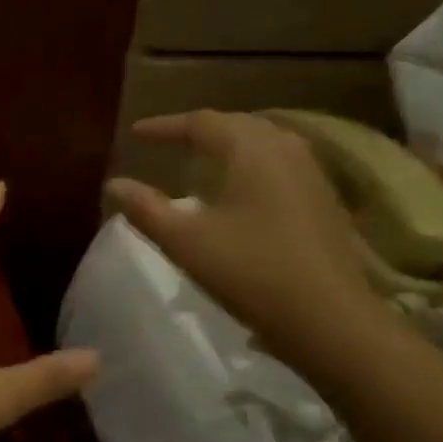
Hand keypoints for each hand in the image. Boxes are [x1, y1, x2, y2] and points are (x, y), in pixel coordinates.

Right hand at [105, 110, 389, 375]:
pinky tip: (241, 191)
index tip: (135, 133)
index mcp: (252, 150)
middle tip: (168, 142)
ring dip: (228, 146)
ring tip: (202, 161)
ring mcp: (312, 174)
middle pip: (237, 125)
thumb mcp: (186, 242)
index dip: (165, 126)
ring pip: (263, 144)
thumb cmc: (250, 273)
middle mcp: (286, 149)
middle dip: (199, 130)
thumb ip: (146, 209)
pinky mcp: (323, 201)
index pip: (201, 122)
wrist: (329, 319)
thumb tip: (114, 184)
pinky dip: (250, 166)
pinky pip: (279, 165)